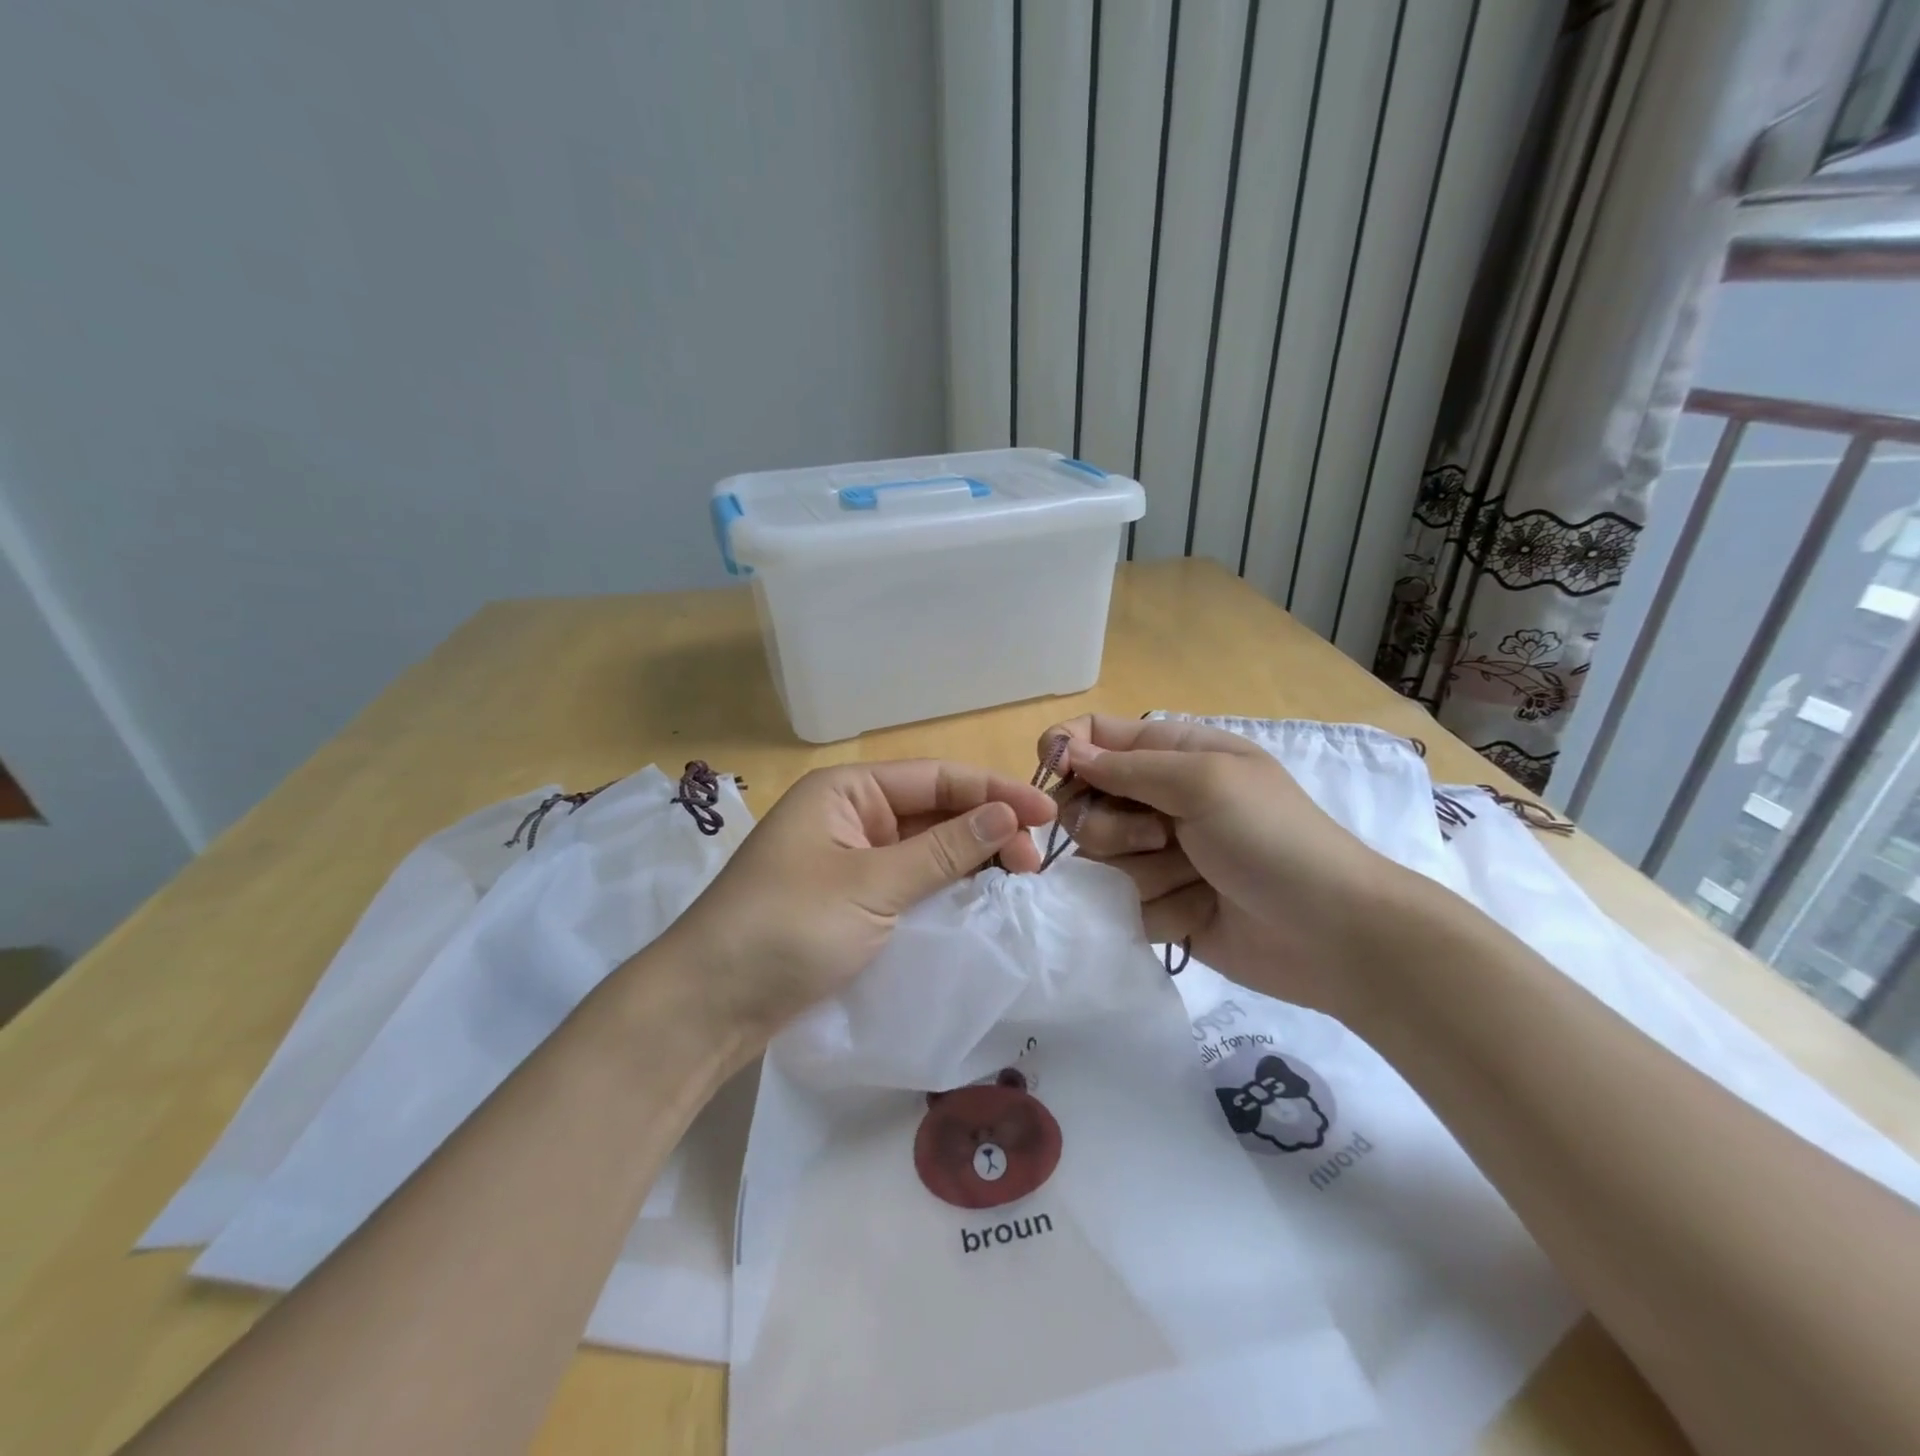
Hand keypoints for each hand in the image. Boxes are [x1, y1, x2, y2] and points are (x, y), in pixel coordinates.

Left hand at [661, 761, 1057, 1052]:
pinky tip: (979, 897)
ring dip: (971, 858)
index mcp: (848, 791)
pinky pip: (910, 881)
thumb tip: (1009, 817)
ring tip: (1019, 877)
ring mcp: (851, 859)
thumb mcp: (872, 885)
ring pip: (926, 847)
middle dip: (987, 827)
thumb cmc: (788, 926)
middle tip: (1035, 862)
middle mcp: (851, 816)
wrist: (710, 1004)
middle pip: (934, 810)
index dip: (994, 792)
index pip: (936, 778)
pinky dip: (946, 886)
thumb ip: (944, 850)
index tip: (1047, 813)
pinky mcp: (851, 901)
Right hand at [1042, 715, 1418, 1018]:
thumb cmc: (1272, 839)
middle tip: (1158, 838)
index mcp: (1173, 754)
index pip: (1096, 736)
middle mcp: (1158, 801)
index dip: (1066, 749)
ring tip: (1193, 879)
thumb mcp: (1205, 781)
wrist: (1332, 935)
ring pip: (1098, 859)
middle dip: (1111, 826)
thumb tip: (1065, 751)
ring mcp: (1157, 856)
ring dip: (1142, 872)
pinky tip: (1199, 913)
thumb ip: (1129, 766)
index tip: (1055, 773)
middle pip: (1084, 803)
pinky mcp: (1158, 904)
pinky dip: (1159, 910)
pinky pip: (1120, 904)